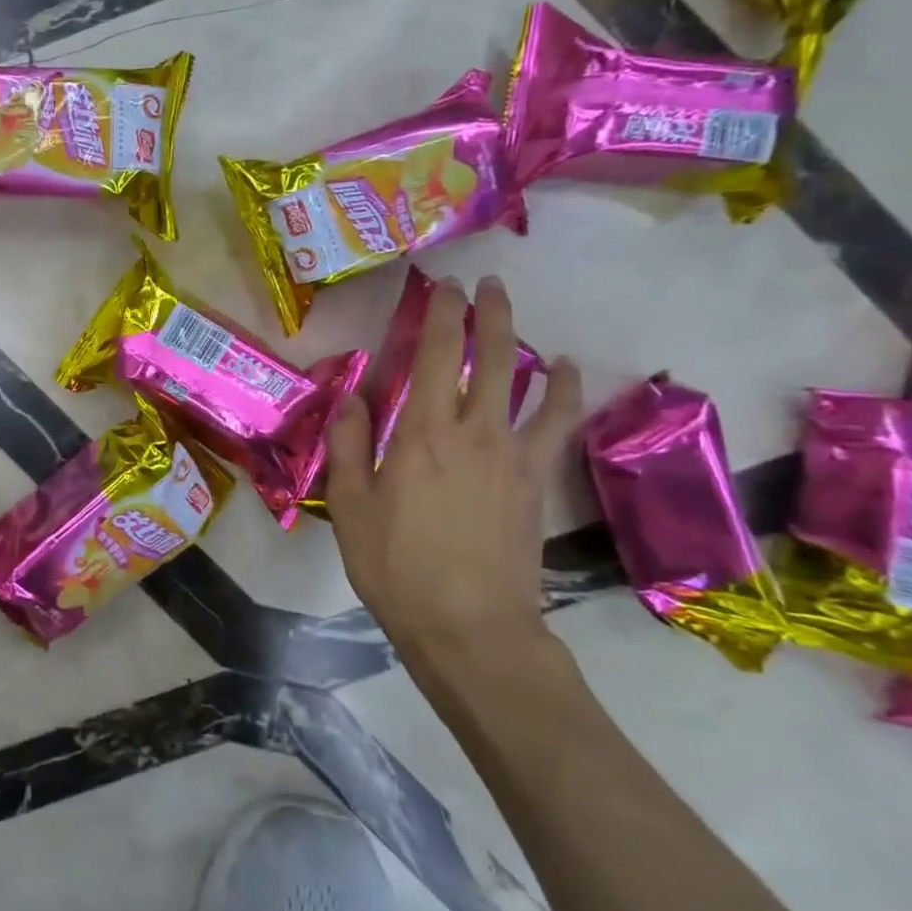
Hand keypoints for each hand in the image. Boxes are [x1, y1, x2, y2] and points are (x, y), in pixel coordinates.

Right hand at [325, 276, 581, 680]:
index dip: (441, 313)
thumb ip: (349, 443)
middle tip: (487, 284)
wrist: (469, 626)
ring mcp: (514, 456)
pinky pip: (557, 425)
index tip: (444, 284)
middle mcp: (474, 432)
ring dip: (525, 343)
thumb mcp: (350, 505)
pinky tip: (562, 378)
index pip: (437, 355)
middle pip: (491, 357)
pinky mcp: (537, 482)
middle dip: (489, 313)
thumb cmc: (395, 565)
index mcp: (422, 433)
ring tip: (519, 319)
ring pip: (529, 383)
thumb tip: (350, 395)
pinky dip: (562, 393)